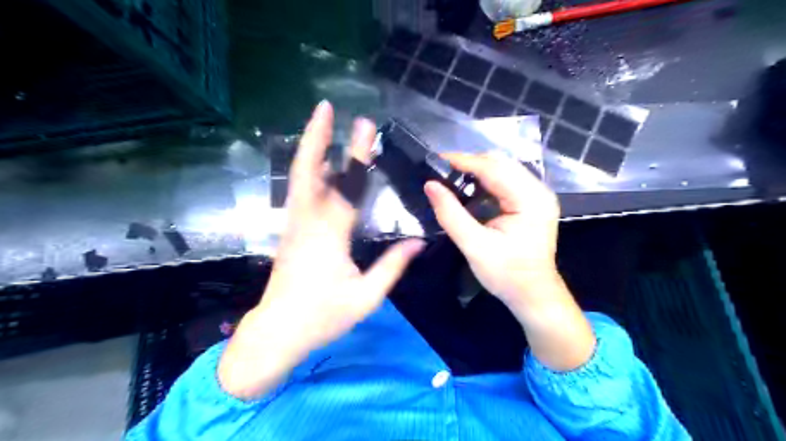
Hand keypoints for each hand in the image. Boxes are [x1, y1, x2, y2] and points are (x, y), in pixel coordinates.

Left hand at [217, 102, 426, 397]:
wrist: (277, 332)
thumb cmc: (322, 316)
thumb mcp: (366, 297)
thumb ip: (392, 266)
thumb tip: (418, 241)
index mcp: (329, 236)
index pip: (347, 188)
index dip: (358, 155)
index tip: (365, 127)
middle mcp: (307, 222)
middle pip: (309, 172)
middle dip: (318, 137)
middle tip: (325, 108)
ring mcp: (294, 225)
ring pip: (298, 179)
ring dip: (309, 148)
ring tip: (320, 124)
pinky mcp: (290, 231)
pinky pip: (299, 193)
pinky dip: (306, 170)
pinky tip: (317, 163)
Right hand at [425, 154, 596, 370]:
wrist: (533, 295)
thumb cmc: (507, 274)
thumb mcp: (474, 246)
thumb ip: (451, 214)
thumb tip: (430, 185)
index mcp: (530, 199)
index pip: (494, 168)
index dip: (464, 161)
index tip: (436, 160)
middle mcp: (538, 191)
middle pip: (501, 163)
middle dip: (470, 163)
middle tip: (442, 171)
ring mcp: (537, 196)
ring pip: (503, 169)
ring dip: (477, 171)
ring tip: (451, 178)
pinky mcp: (531, 203)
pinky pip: (506, 181)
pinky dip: (485, 181)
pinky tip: (469, 189)